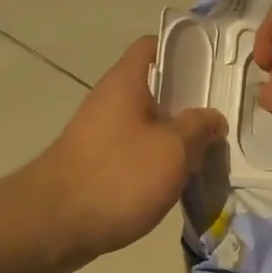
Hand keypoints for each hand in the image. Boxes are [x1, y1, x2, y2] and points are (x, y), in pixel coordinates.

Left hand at [25, 37, 226, 266]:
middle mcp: (109, 100)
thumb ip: (198, 128)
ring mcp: (99, 132)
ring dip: (174, 134)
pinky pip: (134, 149)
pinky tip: (177, 178)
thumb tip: (213, 118)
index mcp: (125, 83)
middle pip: (154, 87)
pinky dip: (156, 158)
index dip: (182, 49)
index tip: (210, 66)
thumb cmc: (117, 176)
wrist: (52, 227)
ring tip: (206, 150)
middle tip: (219, 115)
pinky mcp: (95, 163)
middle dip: (187, 100)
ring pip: (146, 122)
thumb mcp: (172, 150)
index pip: (152, 45)